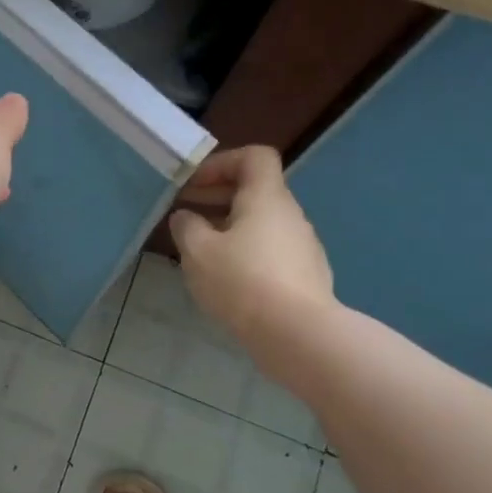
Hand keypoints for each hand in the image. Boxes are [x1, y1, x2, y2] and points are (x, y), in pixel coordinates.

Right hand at [170, 147, 336, 365]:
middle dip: (216, 197)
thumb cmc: (242, 281)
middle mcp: (290, 214)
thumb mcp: (198, 251)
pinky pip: (270, 250)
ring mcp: (302, 246)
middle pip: (255, 190)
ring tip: (201, 252)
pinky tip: (226, 279)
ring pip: (261, 222)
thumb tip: (186, 217)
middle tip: (185, 216)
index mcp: (267, 197)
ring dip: (229, 227)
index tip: (194, 185)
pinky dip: (245, 253)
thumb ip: (187, 226)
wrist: (298, 335)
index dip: (221, 163)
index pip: (254, 156)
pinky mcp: (305, 275)